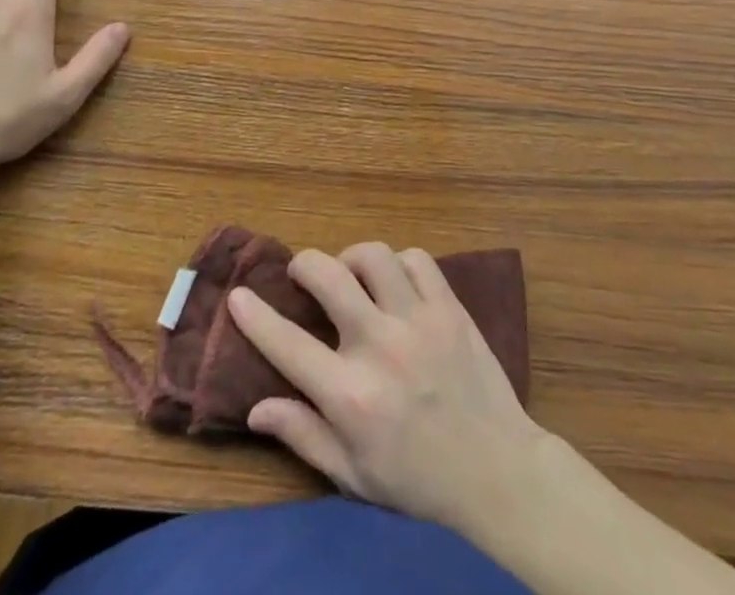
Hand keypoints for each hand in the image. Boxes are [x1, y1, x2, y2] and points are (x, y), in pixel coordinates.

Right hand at [229, 242, 546, 537]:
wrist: (496, 469)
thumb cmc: (417, 478)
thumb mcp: (352, 475)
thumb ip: (303, 436)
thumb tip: (255, 407)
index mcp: (351, 396)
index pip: (289, 345)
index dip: (256, 317)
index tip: (239, 295)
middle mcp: (380, 347)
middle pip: (328, 276)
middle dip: (304, 264)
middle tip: (301, 274)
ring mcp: (418, 320)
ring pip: (373, 256)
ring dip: (352, 258)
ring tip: (351, 276)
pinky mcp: (449, 306)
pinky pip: (416, 259)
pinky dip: (398, 262)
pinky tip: (394, 282)